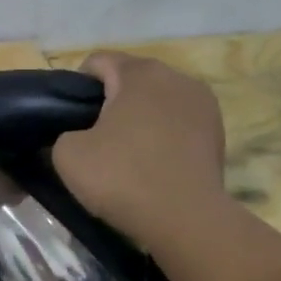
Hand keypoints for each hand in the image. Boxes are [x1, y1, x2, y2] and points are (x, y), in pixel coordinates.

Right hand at [50, 51, 230, 250]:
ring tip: (125, 151)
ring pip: (157, 100)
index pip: (97, 61)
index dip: (76, 86)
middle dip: (110, 100)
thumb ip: (64, 133)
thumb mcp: (67, 155)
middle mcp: (176, 77)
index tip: (69, 118)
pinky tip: (152, 162)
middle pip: (131, 78)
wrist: (184, 219)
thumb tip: (78, 135)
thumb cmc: (122, 177)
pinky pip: (178, 122)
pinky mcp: (217, 131)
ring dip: (139, 117)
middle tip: (93, 137)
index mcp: (139, 73)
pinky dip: (162, 134)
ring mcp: (203, 103)